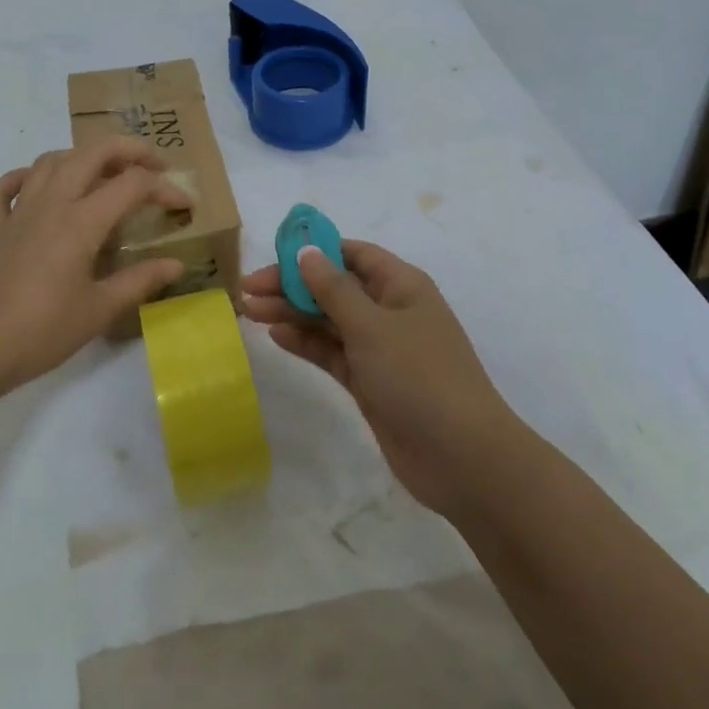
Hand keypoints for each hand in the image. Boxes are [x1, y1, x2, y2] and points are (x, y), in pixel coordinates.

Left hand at [0, 138, 188, 398]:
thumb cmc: (41, 332)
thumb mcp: (99, 311)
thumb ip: (140, 281)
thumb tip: (176, 264)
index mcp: (80, 222)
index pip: (132, 185)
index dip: (164, 188)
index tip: (185, 206)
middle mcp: (49, 204)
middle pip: (91, 153)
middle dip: (128, 149)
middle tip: (153, 165)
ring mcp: (17, 214)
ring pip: (50, 162)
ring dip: (82, 157)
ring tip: (104, 173)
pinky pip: (3, 190)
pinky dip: (22, 178)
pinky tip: (36, 186)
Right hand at [242, 241, 513, 515]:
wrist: (461, 458)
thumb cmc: (419, 377)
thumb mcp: (372, 326)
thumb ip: (334, 289)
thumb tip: (307, 252)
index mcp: (401, 286)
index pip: (352, 254)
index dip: (314, 251)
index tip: (274, 256)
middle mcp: (390, 311)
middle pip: (334, 287)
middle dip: (292, 286)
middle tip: (247, 290)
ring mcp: (380, 349)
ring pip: (329, 321)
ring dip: (293, 313)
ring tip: (249, 311)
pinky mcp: (370, 382)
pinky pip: (332, 352)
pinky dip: (306, 343)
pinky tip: (276, 336)